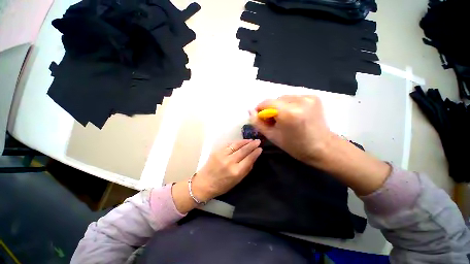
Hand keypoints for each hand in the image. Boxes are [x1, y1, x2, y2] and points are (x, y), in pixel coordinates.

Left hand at [192, 139, 261, 200]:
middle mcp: (230, 162)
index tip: (260, 148)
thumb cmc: (222, 185)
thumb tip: (253, 158)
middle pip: (243, 150)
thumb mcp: (237, 181)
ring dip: (245, 141)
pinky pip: (229, 144)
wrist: (204, 182)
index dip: (255, 153)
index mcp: (236, 171)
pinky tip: (241, 141)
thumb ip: (246, 169)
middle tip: (258, 141)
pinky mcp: (217, 151)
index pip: (249, 159)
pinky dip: (236, 142)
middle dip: (252, 145)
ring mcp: (222, 155)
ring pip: (236, 145)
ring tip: (251, 140)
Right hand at [250, 95, 389, 195]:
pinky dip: (289, 105)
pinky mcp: (314, 97)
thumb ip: (258, 123)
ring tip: (285, 119)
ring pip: (284, 98)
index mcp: (289, 113)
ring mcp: (309, 97)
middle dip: (271, 109)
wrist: (323, 148)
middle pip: (276, 100)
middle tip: (274, 122)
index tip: (261, 118)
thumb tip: (249, 111)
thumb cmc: (295, 146)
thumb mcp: (272, 136)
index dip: (260, 109)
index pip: (267, 102)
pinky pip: (294, 98)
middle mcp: (300, 101)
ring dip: (280, 107)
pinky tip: (294, 115)